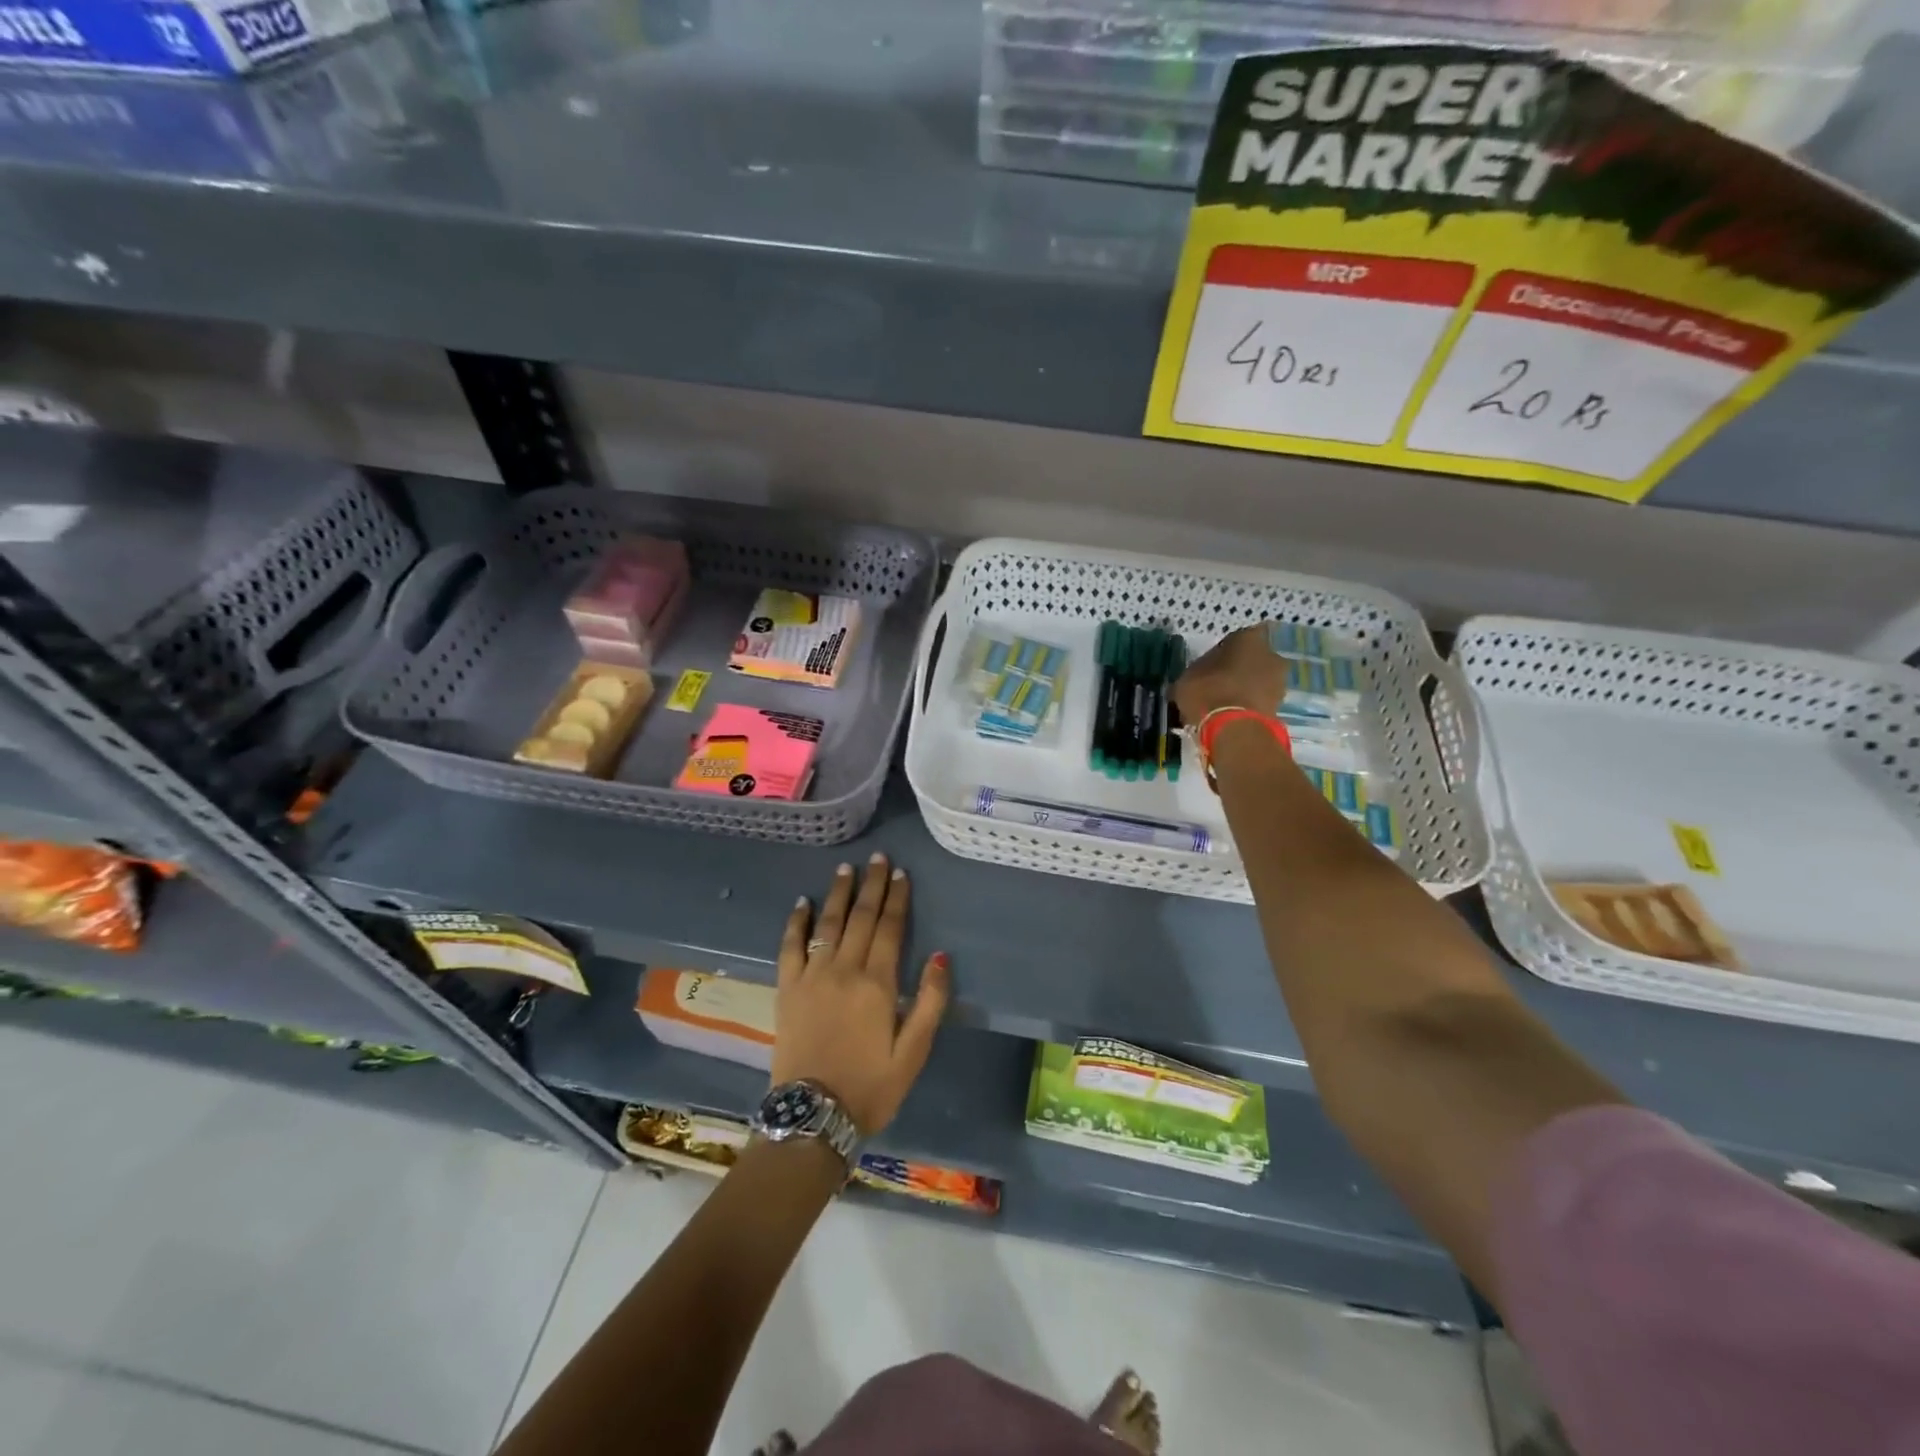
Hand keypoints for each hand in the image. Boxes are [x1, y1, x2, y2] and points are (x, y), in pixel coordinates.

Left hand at [772, 855, 950, 1135]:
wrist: (813, 1115)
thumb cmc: (871, 1086)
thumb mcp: (913, 1051)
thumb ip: (929, 1001)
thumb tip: (942, 955)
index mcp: (877, 983)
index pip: (889, 928)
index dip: (896, 898)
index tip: (900, 873)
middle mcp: (844, 969)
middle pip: (860, 918)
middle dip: (871, 886)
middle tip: (877, 858)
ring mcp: (811, 976)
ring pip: (827, 924)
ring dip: (838, 894)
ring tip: (845, 868)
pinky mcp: (787, 989)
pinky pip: (790, 946)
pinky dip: (796, 922)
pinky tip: (802, 902)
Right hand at [1174, 622, 1287, 725]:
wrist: (1235, 729)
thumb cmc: (1208, 692)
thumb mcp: (1186, 679)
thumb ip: (1194, 674)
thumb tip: (1190, 682)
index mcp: (1247, 638)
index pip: (1233, 639)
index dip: (1220, 653)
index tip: (1208, 667)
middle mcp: (1270, 653)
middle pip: (1251, 659)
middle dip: (1237, 670)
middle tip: (1217, 686)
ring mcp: (1279, 680)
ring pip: (1258, 680)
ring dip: (1245, 689)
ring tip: (1223, 705)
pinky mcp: (1281, 706)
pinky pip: (1261, 700)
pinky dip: (1249, 706)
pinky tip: (1231, 717)